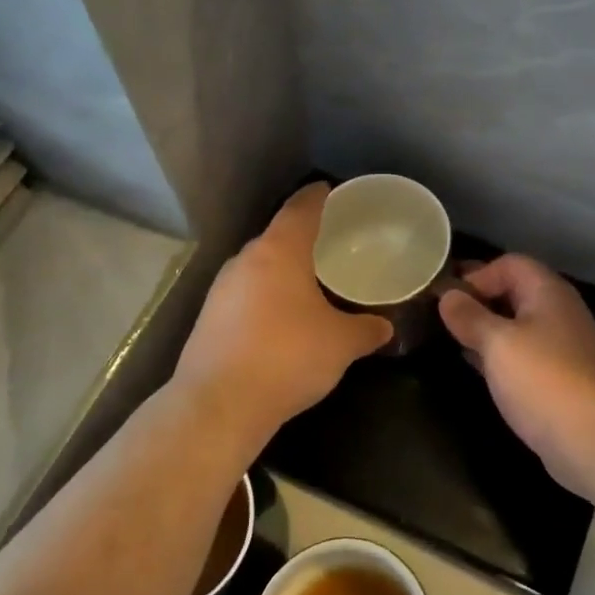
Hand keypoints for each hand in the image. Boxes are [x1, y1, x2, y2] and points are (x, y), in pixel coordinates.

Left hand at [174, 184, 392, 431]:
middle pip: (276, 235)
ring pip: (258, 266)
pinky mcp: (208, 318)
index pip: (301, 208)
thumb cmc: (288, 357)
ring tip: (307, 280)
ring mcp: (221, 289)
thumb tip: (386, 327)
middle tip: (329, 241)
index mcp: (279, 251)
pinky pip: (244, 293)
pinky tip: (279, 317)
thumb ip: (366, 330)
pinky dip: (264, 296)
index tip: (330, 190)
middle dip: (301, 236)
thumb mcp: (341, 344)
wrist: (219, 405)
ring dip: (281, 268)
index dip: (317, 196)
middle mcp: (245, 260)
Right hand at [439, 255, 594, 497]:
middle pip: (515, 292)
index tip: (446, 298)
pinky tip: (478, 369)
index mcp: (547, 292)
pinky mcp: (559, 379)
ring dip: (487, 330)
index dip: (477, 275)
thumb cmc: (544, 380)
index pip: (509, 264)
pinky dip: (499, 356)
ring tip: (452, 340)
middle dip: (479, 301)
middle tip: (442, 317)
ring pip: (517, 326)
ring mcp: (562, 347)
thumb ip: (470, 317)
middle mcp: (558, 312)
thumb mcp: (498, 343)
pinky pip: (523, 355)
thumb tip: (447, 295)